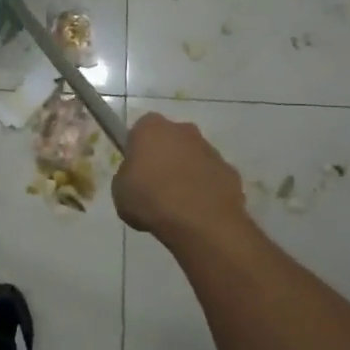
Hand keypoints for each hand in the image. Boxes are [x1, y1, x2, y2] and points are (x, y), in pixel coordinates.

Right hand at [112, 113, 247, 240]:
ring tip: (178, 205)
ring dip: (187, 174)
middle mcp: (183, 130)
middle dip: (165, 157)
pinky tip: (198, 212)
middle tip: (155, 187)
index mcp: (152, 128)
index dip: (137, 149)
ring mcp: (210, 150)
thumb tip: (138, 179)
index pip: (141, 130)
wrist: (199, 222)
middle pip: (171, 140)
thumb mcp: (120, 190)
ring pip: (194, 158)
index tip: (135, 170)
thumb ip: (127, 177)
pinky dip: (206, 190)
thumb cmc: (151, 199)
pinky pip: (212, 178)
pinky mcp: (230, 171)